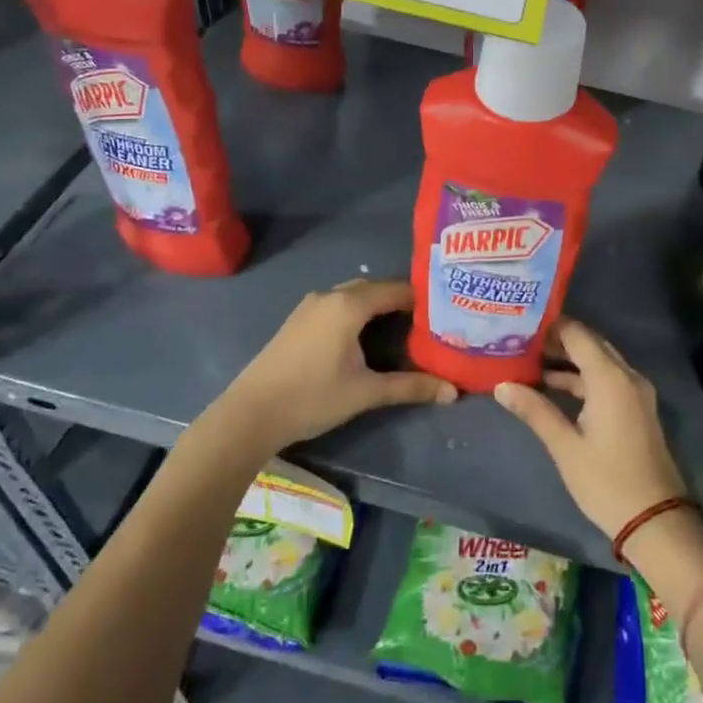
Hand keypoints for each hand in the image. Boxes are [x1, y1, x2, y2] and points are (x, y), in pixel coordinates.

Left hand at [220, 279, 455, 451]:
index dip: (423, 299)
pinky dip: (358, 313)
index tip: (445, 313)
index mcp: (349, 305)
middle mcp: (330, 296)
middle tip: (428, 323)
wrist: (250, 414)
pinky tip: (366, 338)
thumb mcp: (366, 393)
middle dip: (402, 302)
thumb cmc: (312, 398)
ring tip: (403, 329)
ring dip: (378, 307)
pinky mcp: (298, 319)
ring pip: (354, 296)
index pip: (397, 289)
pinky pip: (338, 305)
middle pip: (375, 289)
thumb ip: (410, 387)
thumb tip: (452, 392)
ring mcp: (310, 306)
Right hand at [493, 318, 687, 540]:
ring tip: (528, 360)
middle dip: (557, 339)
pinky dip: (582, 377)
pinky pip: (607, 379)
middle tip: (520, 338)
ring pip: (599, 361)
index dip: (550, 325)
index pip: (577, 334)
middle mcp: (626, 375)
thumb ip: (535, 410)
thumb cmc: (606, 481)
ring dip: (569, 360)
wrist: (655, 519)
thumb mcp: (565, 446)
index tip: (520, 322)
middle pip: (590, 343)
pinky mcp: (636, 408)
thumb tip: (501, 386)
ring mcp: (635, 392)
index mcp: (610, 378)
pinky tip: (553, 386)